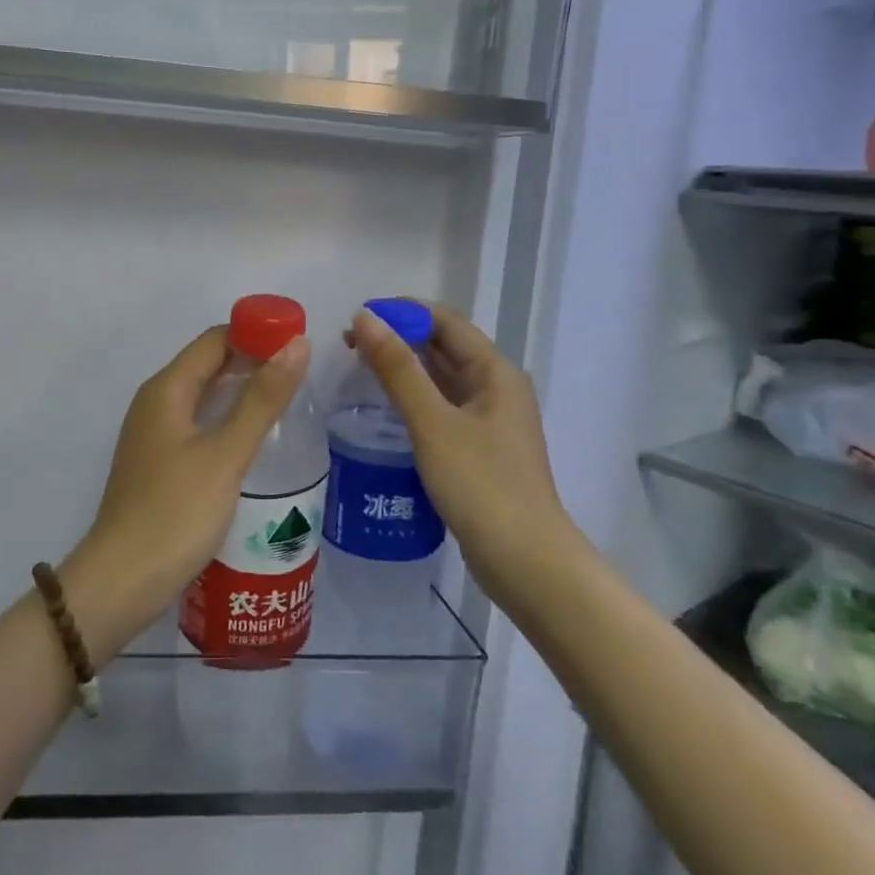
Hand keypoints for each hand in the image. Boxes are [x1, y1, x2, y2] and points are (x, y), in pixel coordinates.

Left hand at [61, 326, 308, 664]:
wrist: (122, 581)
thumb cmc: (175, 512)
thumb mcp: (226, 453)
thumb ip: (262, 399)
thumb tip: (297, 344)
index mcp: (167, 389)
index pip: (216, 339)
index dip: (257, 333)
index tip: (300, 342)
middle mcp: (156, 402)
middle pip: (209, 363)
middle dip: (254, 360)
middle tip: (303, 372)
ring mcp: (155, 434)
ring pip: (204, 395)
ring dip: (242, 390)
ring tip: (290, 400)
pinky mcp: (159, 463)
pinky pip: (199, 424)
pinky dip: (228, 419)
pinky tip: (256, 438)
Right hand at [348, 303, 566, 596]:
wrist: (525, 562)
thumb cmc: (481, 485)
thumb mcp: (433, 423)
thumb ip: (398, 369)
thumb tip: (365, 318)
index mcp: (495, 372)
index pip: (446, 321)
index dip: (402, 312)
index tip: (357, 317)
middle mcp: (497, 388)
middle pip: (444, 346)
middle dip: (399, 338)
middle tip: (349, 344)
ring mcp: (490, 420)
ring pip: (442, 378)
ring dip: (405, 368)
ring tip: (359, 368)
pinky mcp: (479, 448)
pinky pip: (442, 407)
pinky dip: (414, 398)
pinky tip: (385, 408)